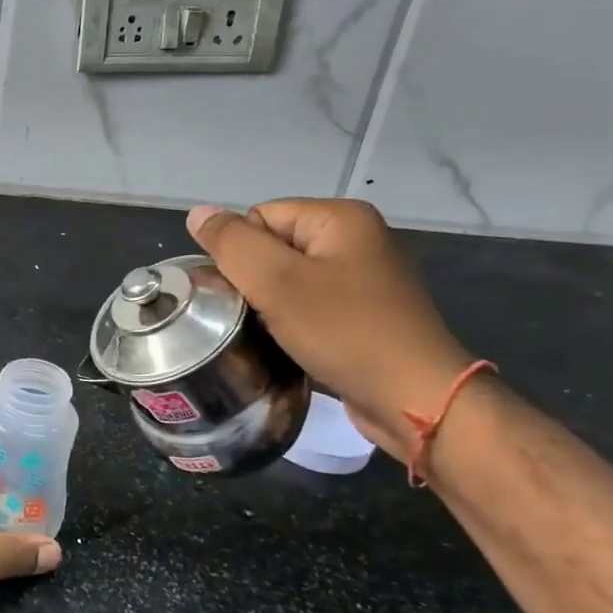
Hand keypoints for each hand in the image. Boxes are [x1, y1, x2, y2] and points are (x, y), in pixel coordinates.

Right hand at [187, 200, 475, 460]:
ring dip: (270, 307)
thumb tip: (197, 212)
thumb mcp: (277, 281)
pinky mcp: (365, 316)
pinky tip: (290, 346)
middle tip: (252, 317)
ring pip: (289, 282)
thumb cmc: (344, 332)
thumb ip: (232, 243)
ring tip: (268, 335)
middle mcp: (356, 240)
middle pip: (273, 248)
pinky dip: (293, 324)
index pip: (259, 217)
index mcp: (340, 218)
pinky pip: (310, 307)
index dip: (241, 254)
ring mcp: (364, 280)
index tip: (244, 294)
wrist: (414, 400)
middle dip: (254, 282)